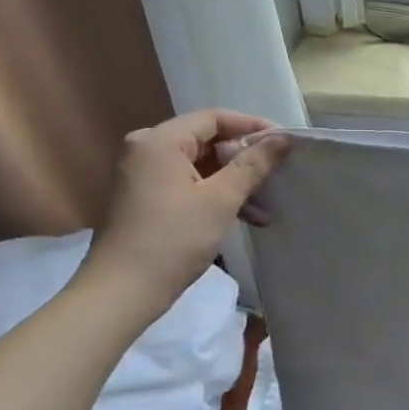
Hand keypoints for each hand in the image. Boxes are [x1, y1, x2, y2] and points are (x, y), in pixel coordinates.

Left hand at [78, 109, 287, 320]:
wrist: (123, 292)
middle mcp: (147, 149)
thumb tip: (283, 139)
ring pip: (201, 165)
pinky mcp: (147, 198)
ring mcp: (144, 174)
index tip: (285, 143)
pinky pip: (190, 183)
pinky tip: (246, 216)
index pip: (214, 118)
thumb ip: (253, 164)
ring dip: (235, 181)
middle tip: (279, 174)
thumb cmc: (174, 239)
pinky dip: (217, 194)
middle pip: (208, 140)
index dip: (253, 126)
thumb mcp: (221, 199)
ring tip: (267, 205)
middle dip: (246, 158)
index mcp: (160, 140)